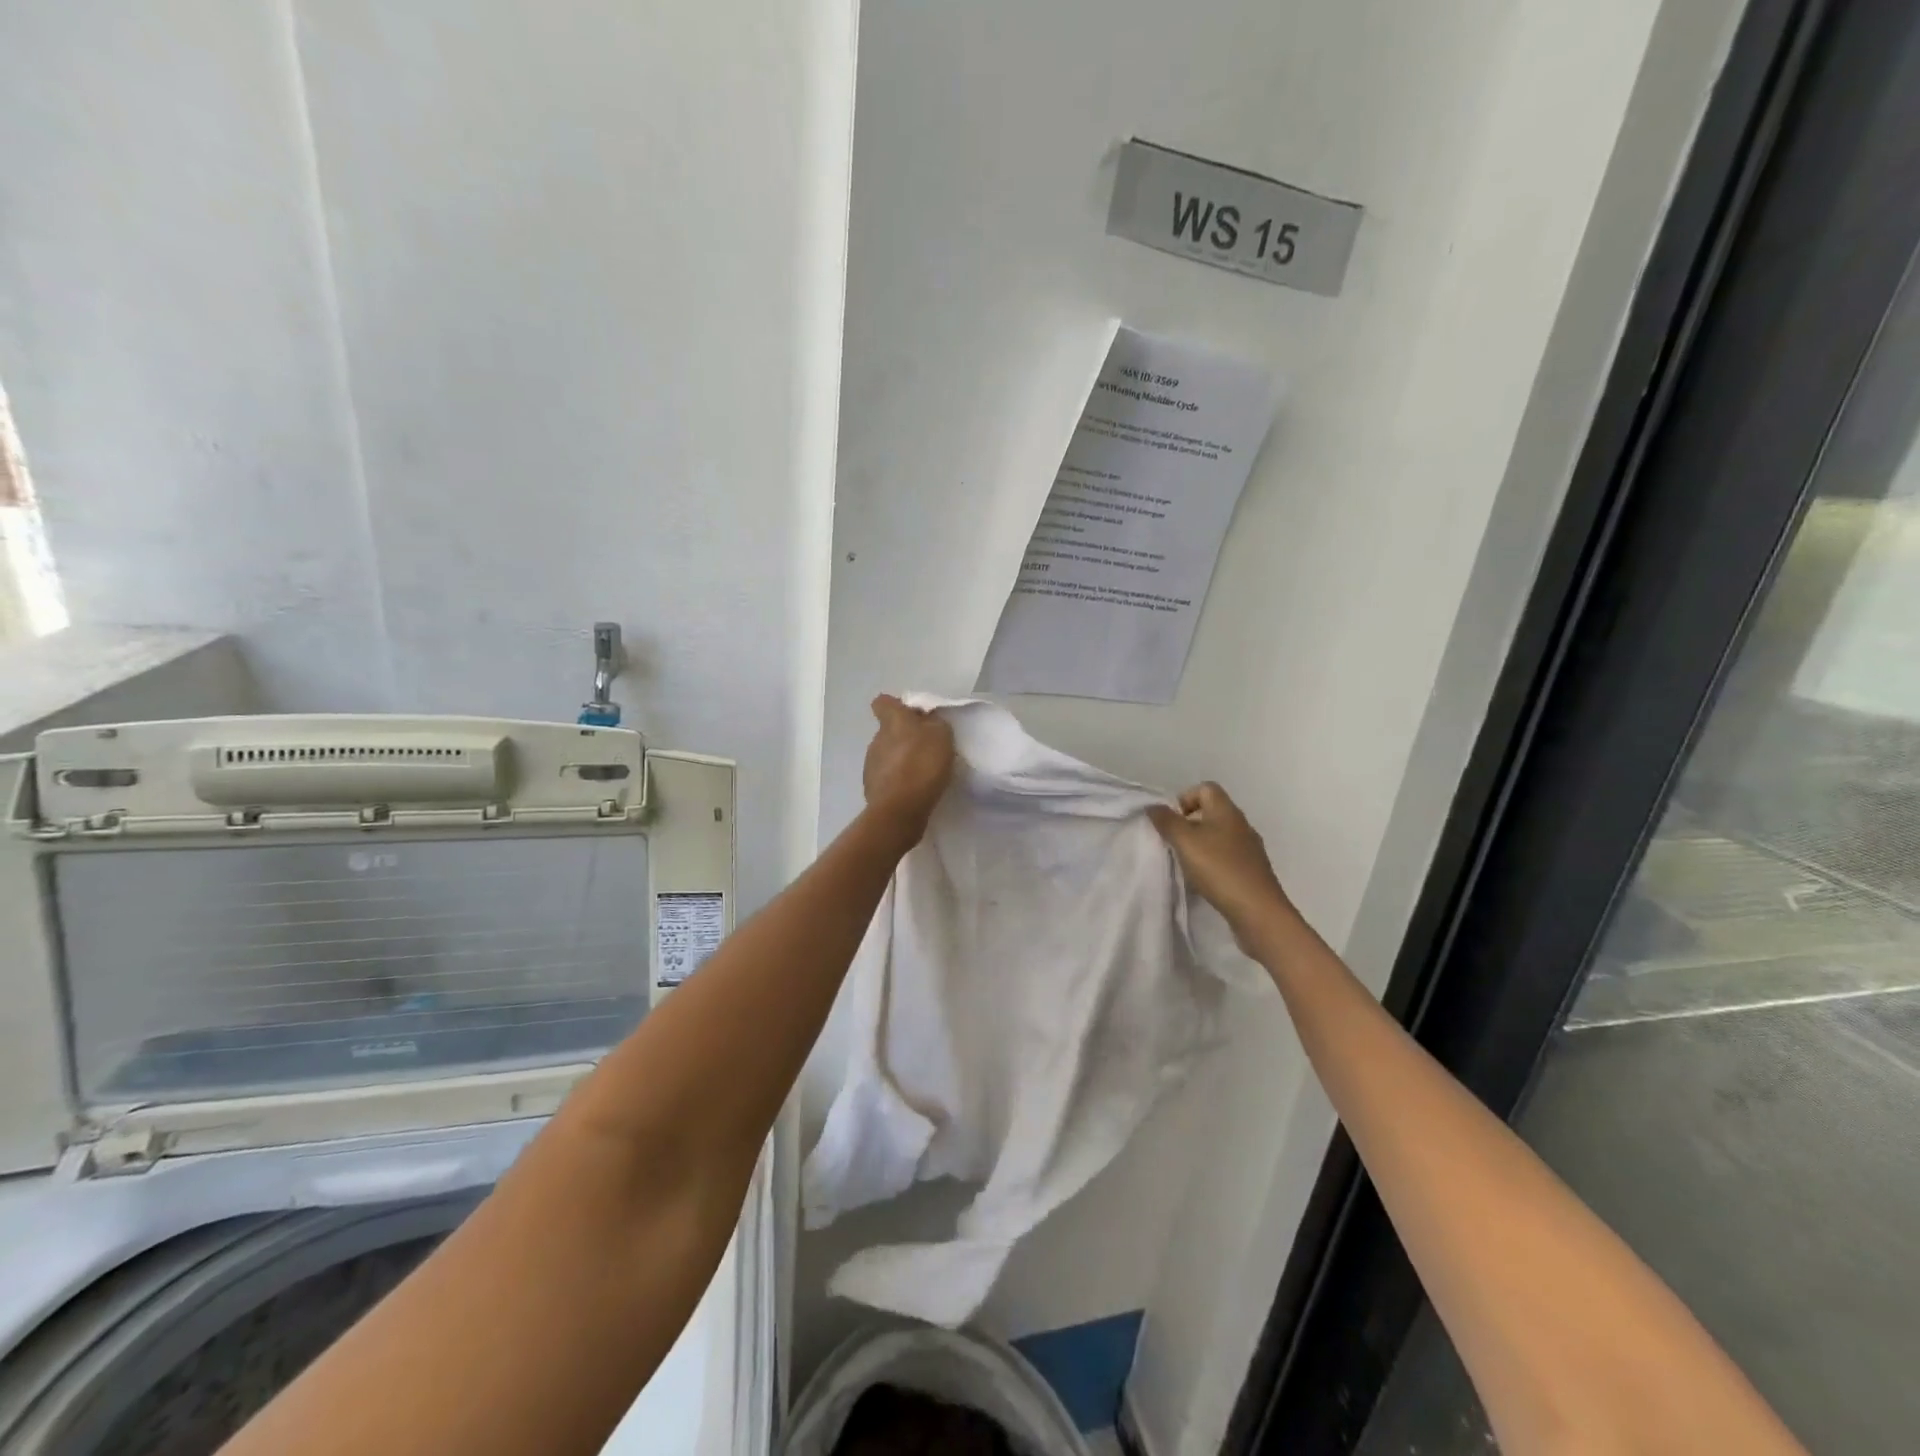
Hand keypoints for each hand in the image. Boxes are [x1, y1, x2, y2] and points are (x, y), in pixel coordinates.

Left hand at [862, 695, 955, 847]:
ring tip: (923, 773)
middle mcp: (876, 739)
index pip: (883, 702)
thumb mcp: (941, 735)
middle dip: (905, 737)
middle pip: (889, 731)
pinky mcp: (872, 788)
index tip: (915, 717)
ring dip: (902, 760)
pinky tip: (914, 790)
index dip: (897, 706)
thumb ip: (934, 723)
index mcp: (892, 722)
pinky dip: (899, 781)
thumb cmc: (922, 765)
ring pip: (887, 755)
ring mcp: (870, 765)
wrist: (900, 809)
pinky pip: (887, 777)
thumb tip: (926, 721)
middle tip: (928, 748)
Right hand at [1148, 783, 1289, 943]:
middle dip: (1189, 824)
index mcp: (1227, 811)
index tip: (1172, 821)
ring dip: (1201, 845)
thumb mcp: (1185, 842)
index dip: (1185, 798)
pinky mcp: (1252, 870)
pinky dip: (1213, 862)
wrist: (1258, 911)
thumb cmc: (1219, 868)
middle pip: (1212, 811)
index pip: (1206, 788)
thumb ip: (1167, 821)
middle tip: (1175, 844)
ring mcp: (1250, 848)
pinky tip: (1205, 880)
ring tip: (1187, 864)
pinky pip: (1228, 856)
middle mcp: (1241, 824)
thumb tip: (1154, 806)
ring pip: (1219, 835)